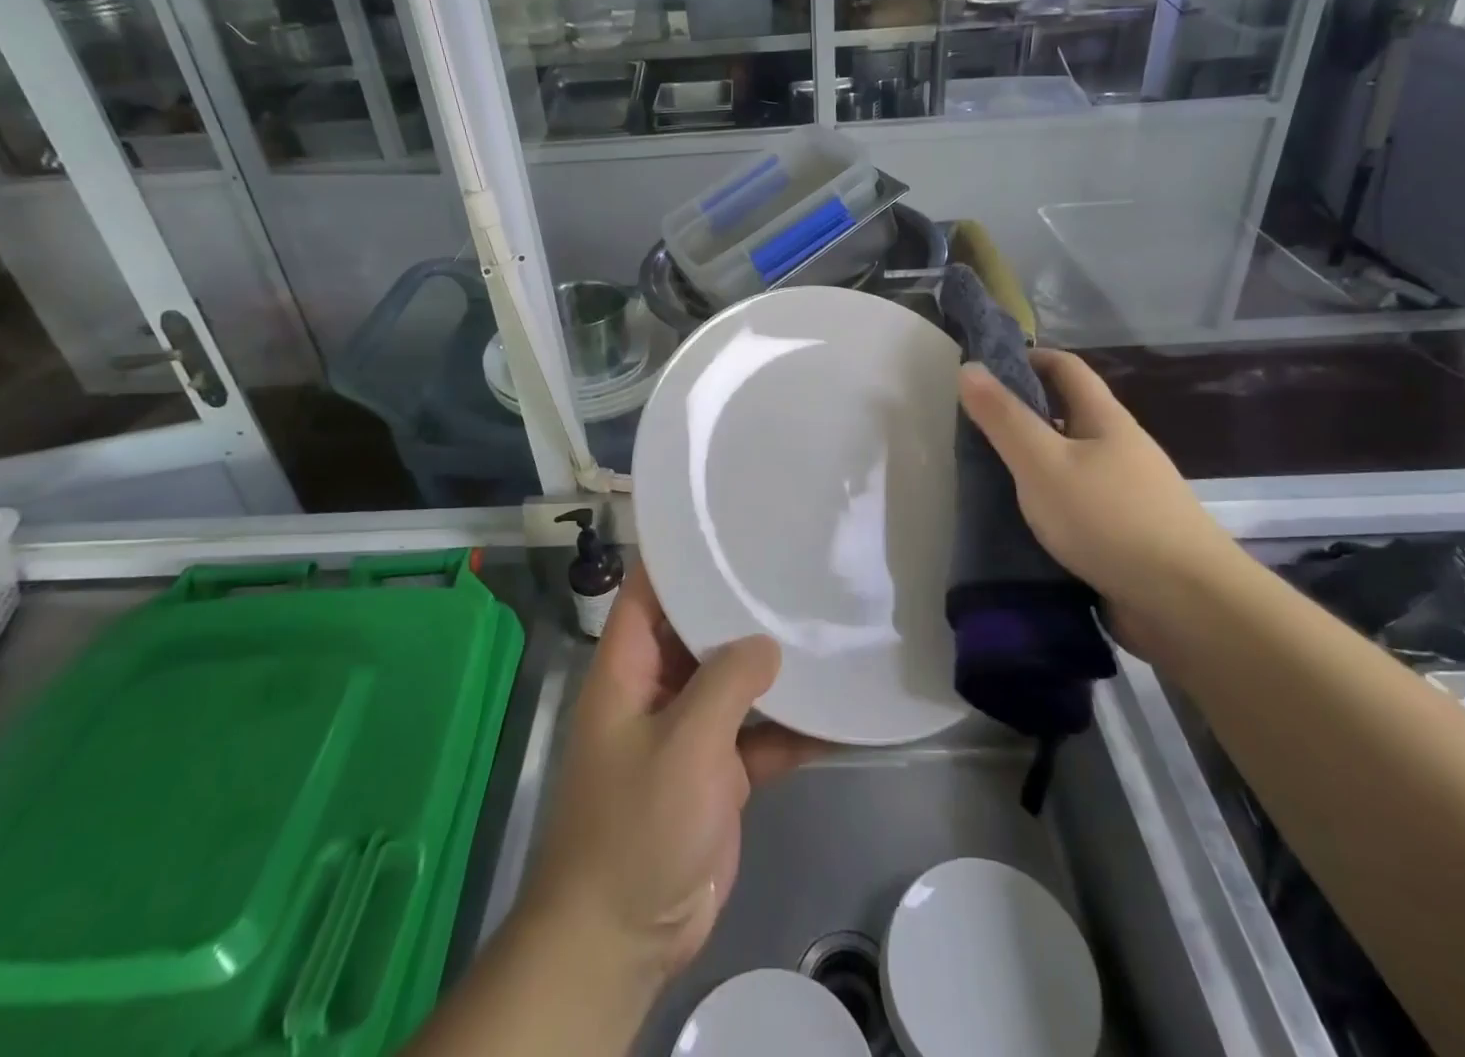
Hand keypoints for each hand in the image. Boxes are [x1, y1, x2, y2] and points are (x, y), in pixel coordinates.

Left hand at [519, 563, 821, 992]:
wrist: (625, 936)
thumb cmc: (637, 824)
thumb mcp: (683, 743)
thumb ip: (727, 684)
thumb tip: (767, 643)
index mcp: (628, 668)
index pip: (647, 591)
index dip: (678, 557)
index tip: (726, 526)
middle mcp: (658, 689)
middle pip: (699, 631)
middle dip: (740, 606)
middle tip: (794, 568)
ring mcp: (690, 732)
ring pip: (735, 683)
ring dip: (773, 668)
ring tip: (826, 628)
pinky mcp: (719, 773)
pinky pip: (760, 736)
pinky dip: (793, 729)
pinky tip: (839, 716)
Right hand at [957, 351, 1241, 638]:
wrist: (1187, 606)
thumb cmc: (1109, 519)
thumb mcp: (1043, 463)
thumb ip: (1004, 418)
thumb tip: (970, 367)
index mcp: (1105, 420)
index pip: (1066, 368)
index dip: (1028, 358)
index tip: (986, 369)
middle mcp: (1120, 449)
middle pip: (1068, 415)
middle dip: (1023, 414)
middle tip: (974, 428)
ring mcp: (1127, 494)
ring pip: (1071, 463)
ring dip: (1033, 462)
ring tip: (987, 476)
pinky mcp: (1125, 535)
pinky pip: (1077, 504)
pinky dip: (1047, 502)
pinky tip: (1022, 522)